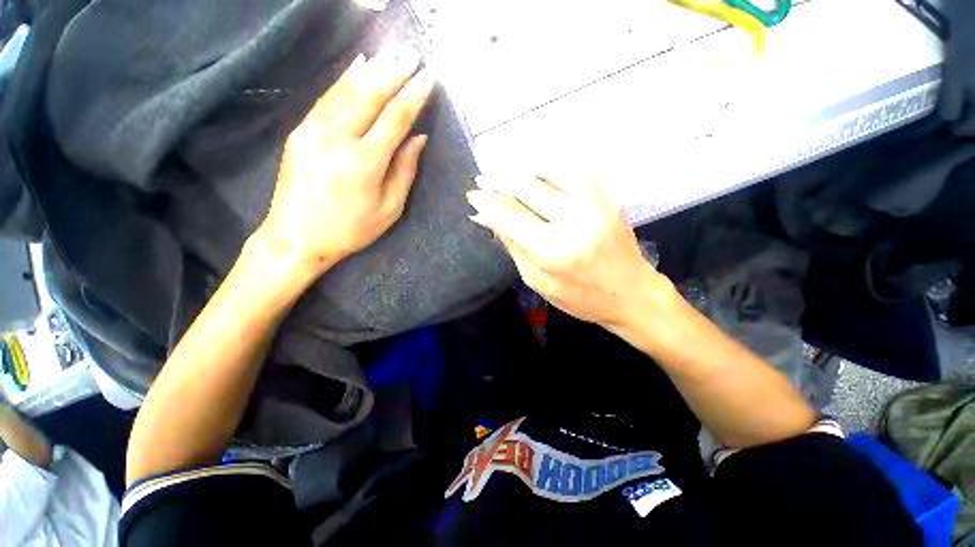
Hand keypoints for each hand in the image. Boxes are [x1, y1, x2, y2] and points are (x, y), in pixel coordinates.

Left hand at [258, 49, 434, 279]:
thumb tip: (417, 139)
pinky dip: (344, 80)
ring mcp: (314, 132)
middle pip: (371, 96)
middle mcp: (339, 139)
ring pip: (346, 91)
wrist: (297, 237)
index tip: (429, 78)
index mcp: (366, 163)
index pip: (396, 119)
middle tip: (412, 55)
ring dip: (371, 70)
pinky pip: (327, 99)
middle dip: (394, 73)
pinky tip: (357, 66)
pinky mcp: (300, 132)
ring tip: (390, 53)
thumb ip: (405, 171)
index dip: (414, 96)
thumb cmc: (351, 230)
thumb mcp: (389, 209)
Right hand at [466, 174, 674, 328]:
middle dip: (499, 180)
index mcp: (552, 251)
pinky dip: (549, 166)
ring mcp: (595, 205)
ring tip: (504, 171)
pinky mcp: (608, 197)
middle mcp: (573, 222)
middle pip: (527, 188)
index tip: (472, 195)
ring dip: (521, 168)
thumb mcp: (538, 281)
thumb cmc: (580, 297)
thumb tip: (486, 218)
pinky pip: (573, 171)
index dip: (487, 202)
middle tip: (483, 178)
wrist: (632, 293)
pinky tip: (534, 168)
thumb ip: (512, 246)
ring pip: (549, 171)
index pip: (509, 215)